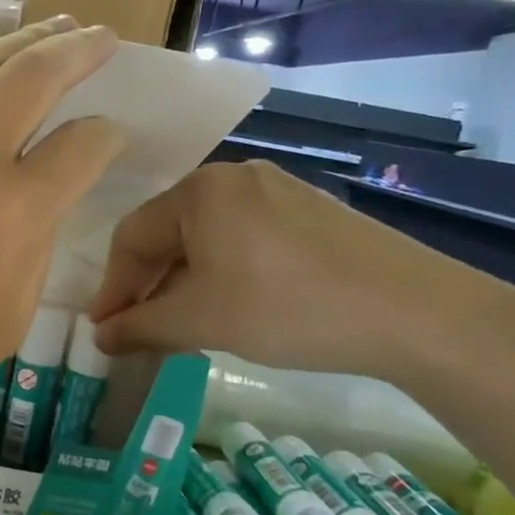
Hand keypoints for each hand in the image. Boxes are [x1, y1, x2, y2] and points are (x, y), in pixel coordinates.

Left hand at [0, 18, 124, 463]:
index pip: (82, 146)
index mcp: (13, 213)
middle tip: (103, 36)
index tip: (112, 136)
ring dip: (19, 45)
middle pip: (32, 75)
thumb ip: (33, 248)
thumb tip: (38, 204)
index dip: (108, 136)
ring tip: (51, 31)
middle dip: (77, 48)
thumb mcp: (7, 319)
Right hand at [86, 160, 495, 380]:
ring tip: (181, 325)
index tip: (102, 329)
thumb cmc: (287, 308)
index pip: (131, 236)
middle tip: (137, 330)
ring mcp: (277, 190)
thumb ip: (140, 326)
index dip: (111, 287)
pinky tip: (230, 306)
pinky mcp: (309, 212)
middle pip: (168, 233)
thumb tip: (100, 337)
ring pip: (206, 238)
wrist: (415, 312)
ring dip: (183, 282)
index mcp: (199, 190)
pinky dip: (222, 273)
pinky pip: (243, 238)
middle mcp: (233, 177)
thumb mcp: (202, 321)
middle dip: (148, 285)